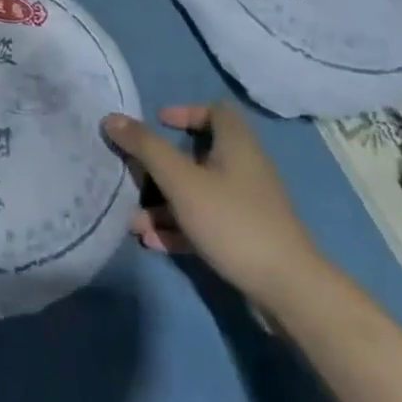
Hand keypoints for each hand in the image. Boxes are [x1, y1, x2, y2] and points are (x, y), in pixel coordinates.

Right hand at [102, 103, 323, 307]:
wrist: (289, 291)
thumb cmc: (233, 221)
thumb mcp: (182, 181)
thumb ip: (146, 148)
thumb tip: (111, 117)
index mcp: (236, 144)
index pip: (215, 110)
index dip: (186, 112)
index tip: (158, 123)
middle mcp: (244, 168)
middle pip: (198, 154)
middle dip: (161, 166)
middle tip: (133, 173)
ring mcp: (246, 205)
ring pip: (197, 192)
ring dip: (163, 203)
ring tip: (134, 221)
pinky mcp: (245, 237)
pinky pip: (205, 221)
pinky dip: (179, 227)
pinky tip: (152, 242)